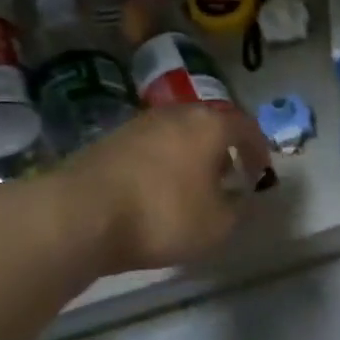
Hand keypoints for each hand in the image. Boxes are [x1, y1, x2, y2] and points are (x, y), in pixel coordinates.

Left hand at [59, 104, 272, 272]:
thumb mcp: (216, 226)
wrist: (80, 213)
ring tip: (191, 185)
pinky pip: (150, 146)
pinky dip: (162, 162)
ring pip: (177, 133)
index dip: (258, 149)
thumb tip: (238, 196)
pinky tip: (156, 189)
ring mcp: (140, 123)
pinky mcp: (110, 139)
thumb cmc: (162, 215)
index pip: (246, 127)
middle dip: (222, 149)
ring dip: (190, 155)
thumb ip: (237, 209)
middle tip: (227, 175)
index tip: (260, 172)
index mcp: (210, 125)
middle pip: (209, 124)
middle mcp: (177, 113)